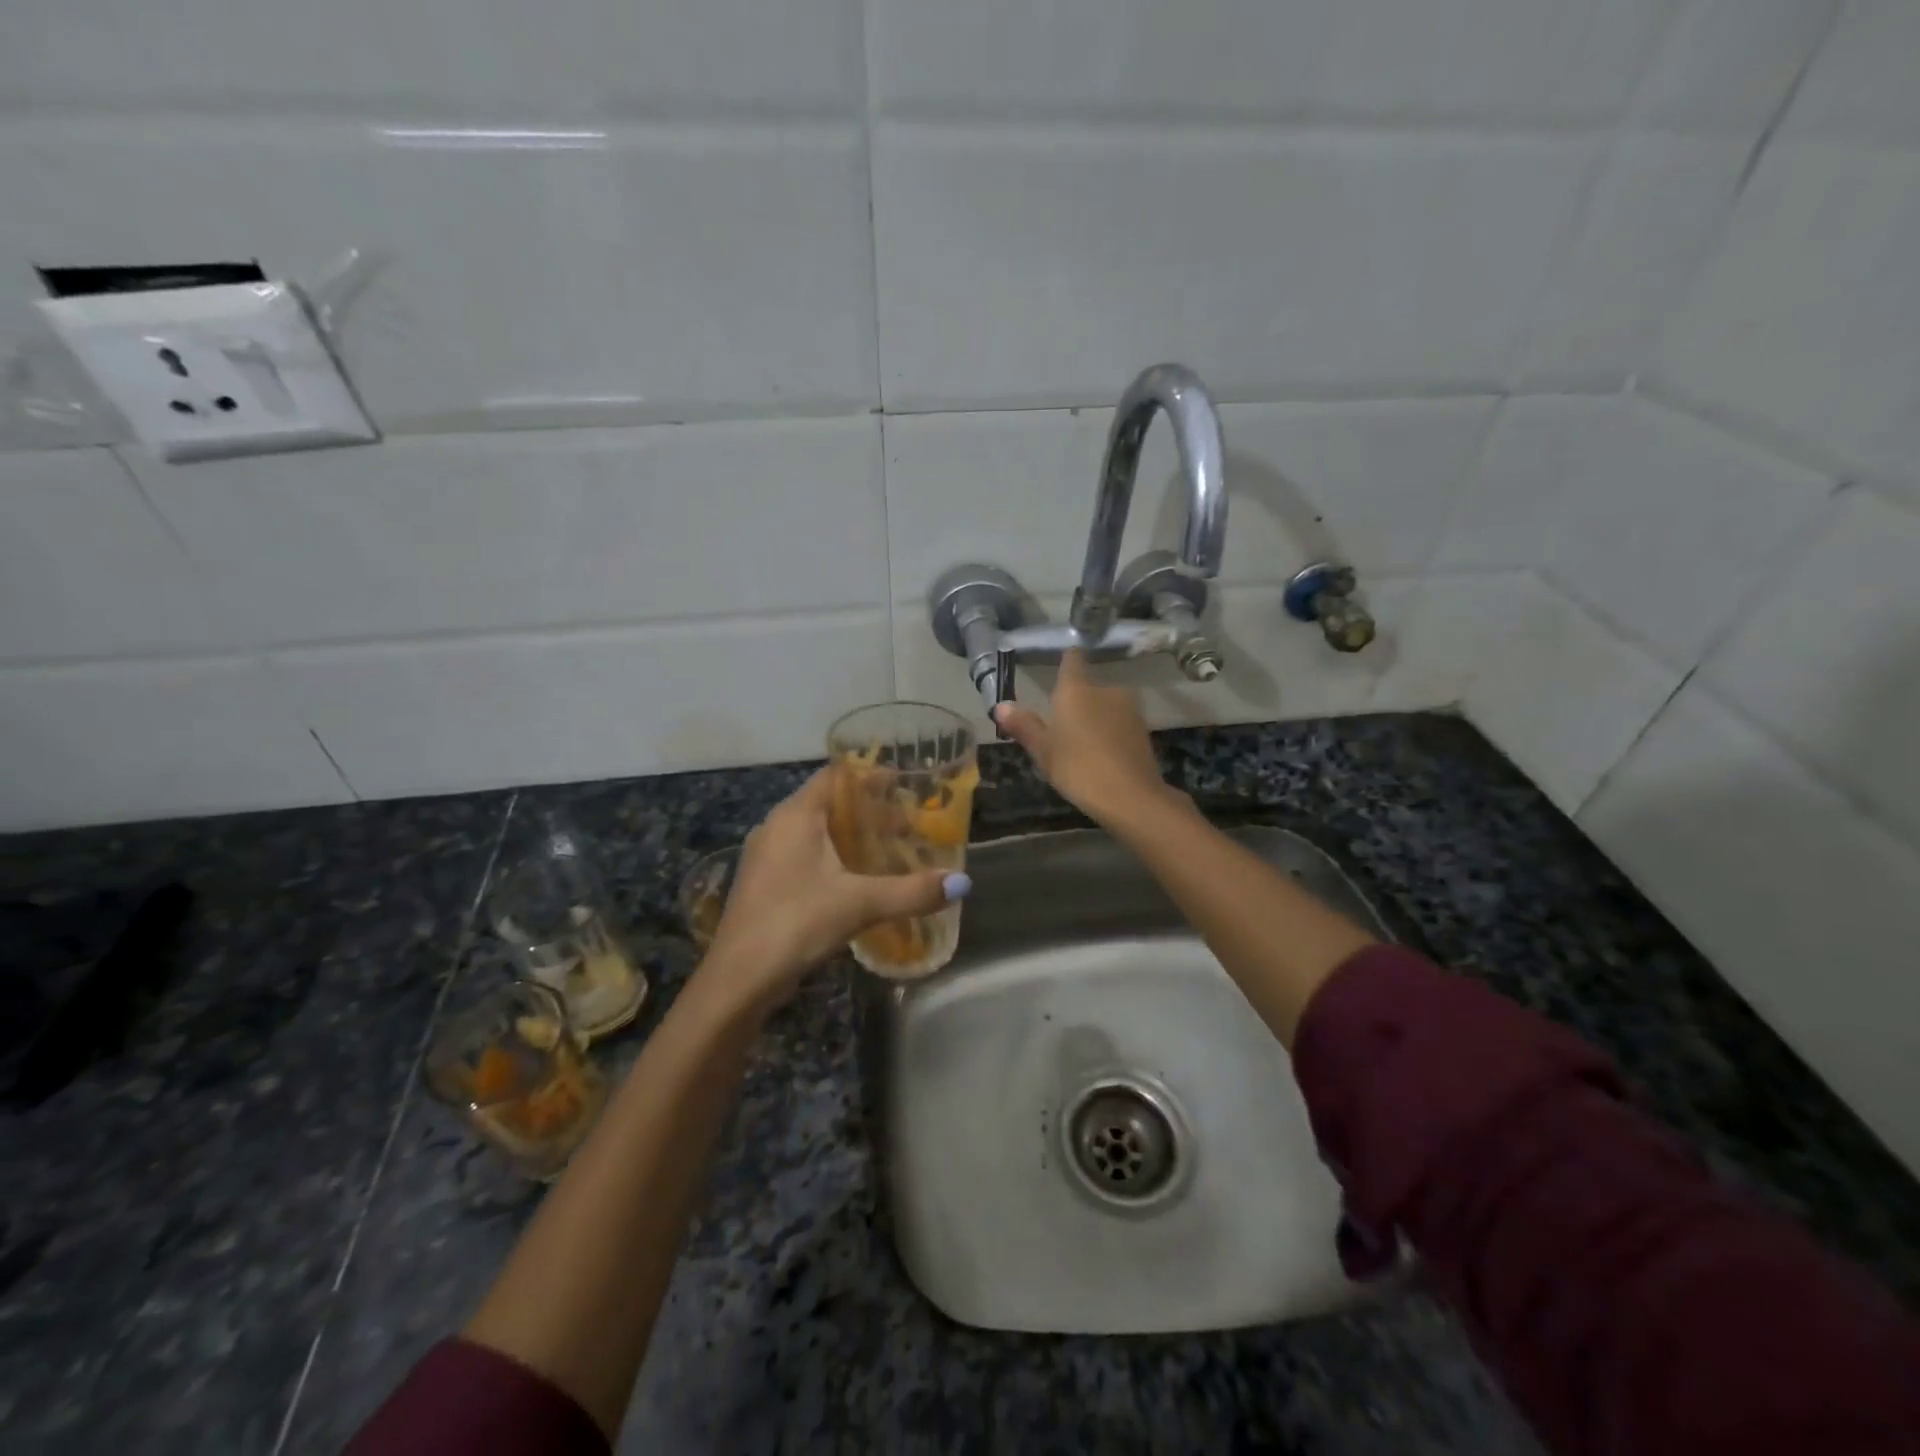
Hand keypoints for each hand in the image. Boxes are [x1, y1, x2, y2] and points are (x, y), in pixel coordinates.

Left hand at [699, 769, 969, 1011]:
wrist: (738, 980)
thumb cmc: (796, 923)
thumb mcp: (860, 904)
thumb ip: (911, 891)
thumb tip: (962, 883)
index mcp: (795, 815)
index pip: (835, 776)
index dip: (870, 776)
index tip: (906, 783)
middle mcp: (777, 826)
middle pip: (829, 804)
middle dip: (870, 811)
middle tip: (910, 824)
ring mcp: (767, 856)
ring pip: (817, 833)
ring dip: (853, 837)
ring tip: (891, 851)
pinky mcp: (766, 883)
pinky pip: (807, 856)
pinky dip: (836, 858)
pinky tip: (859, 882)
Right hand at [994, 651, 1175, 825]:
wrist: (1131, 796)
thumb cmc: (1078, 768)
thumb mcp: (1044, 751)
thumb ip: (1024, 725)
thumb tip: (1001, 706)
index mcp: (1076, 689)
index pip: (1072, 659)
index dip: (1066, 660)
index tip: (1059, 666)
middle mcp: (1105, 689)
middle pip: (1087, 687)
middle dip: (1076, 701)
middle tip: (1061, 726)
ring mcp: (1129, 708)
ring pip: (1105, 705)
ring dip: (1094, 717)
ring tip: (1081, 744)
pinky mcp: (1143, 728)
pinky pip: (1119, 722)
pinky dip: (1110, 732)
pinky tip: (1102, 755)